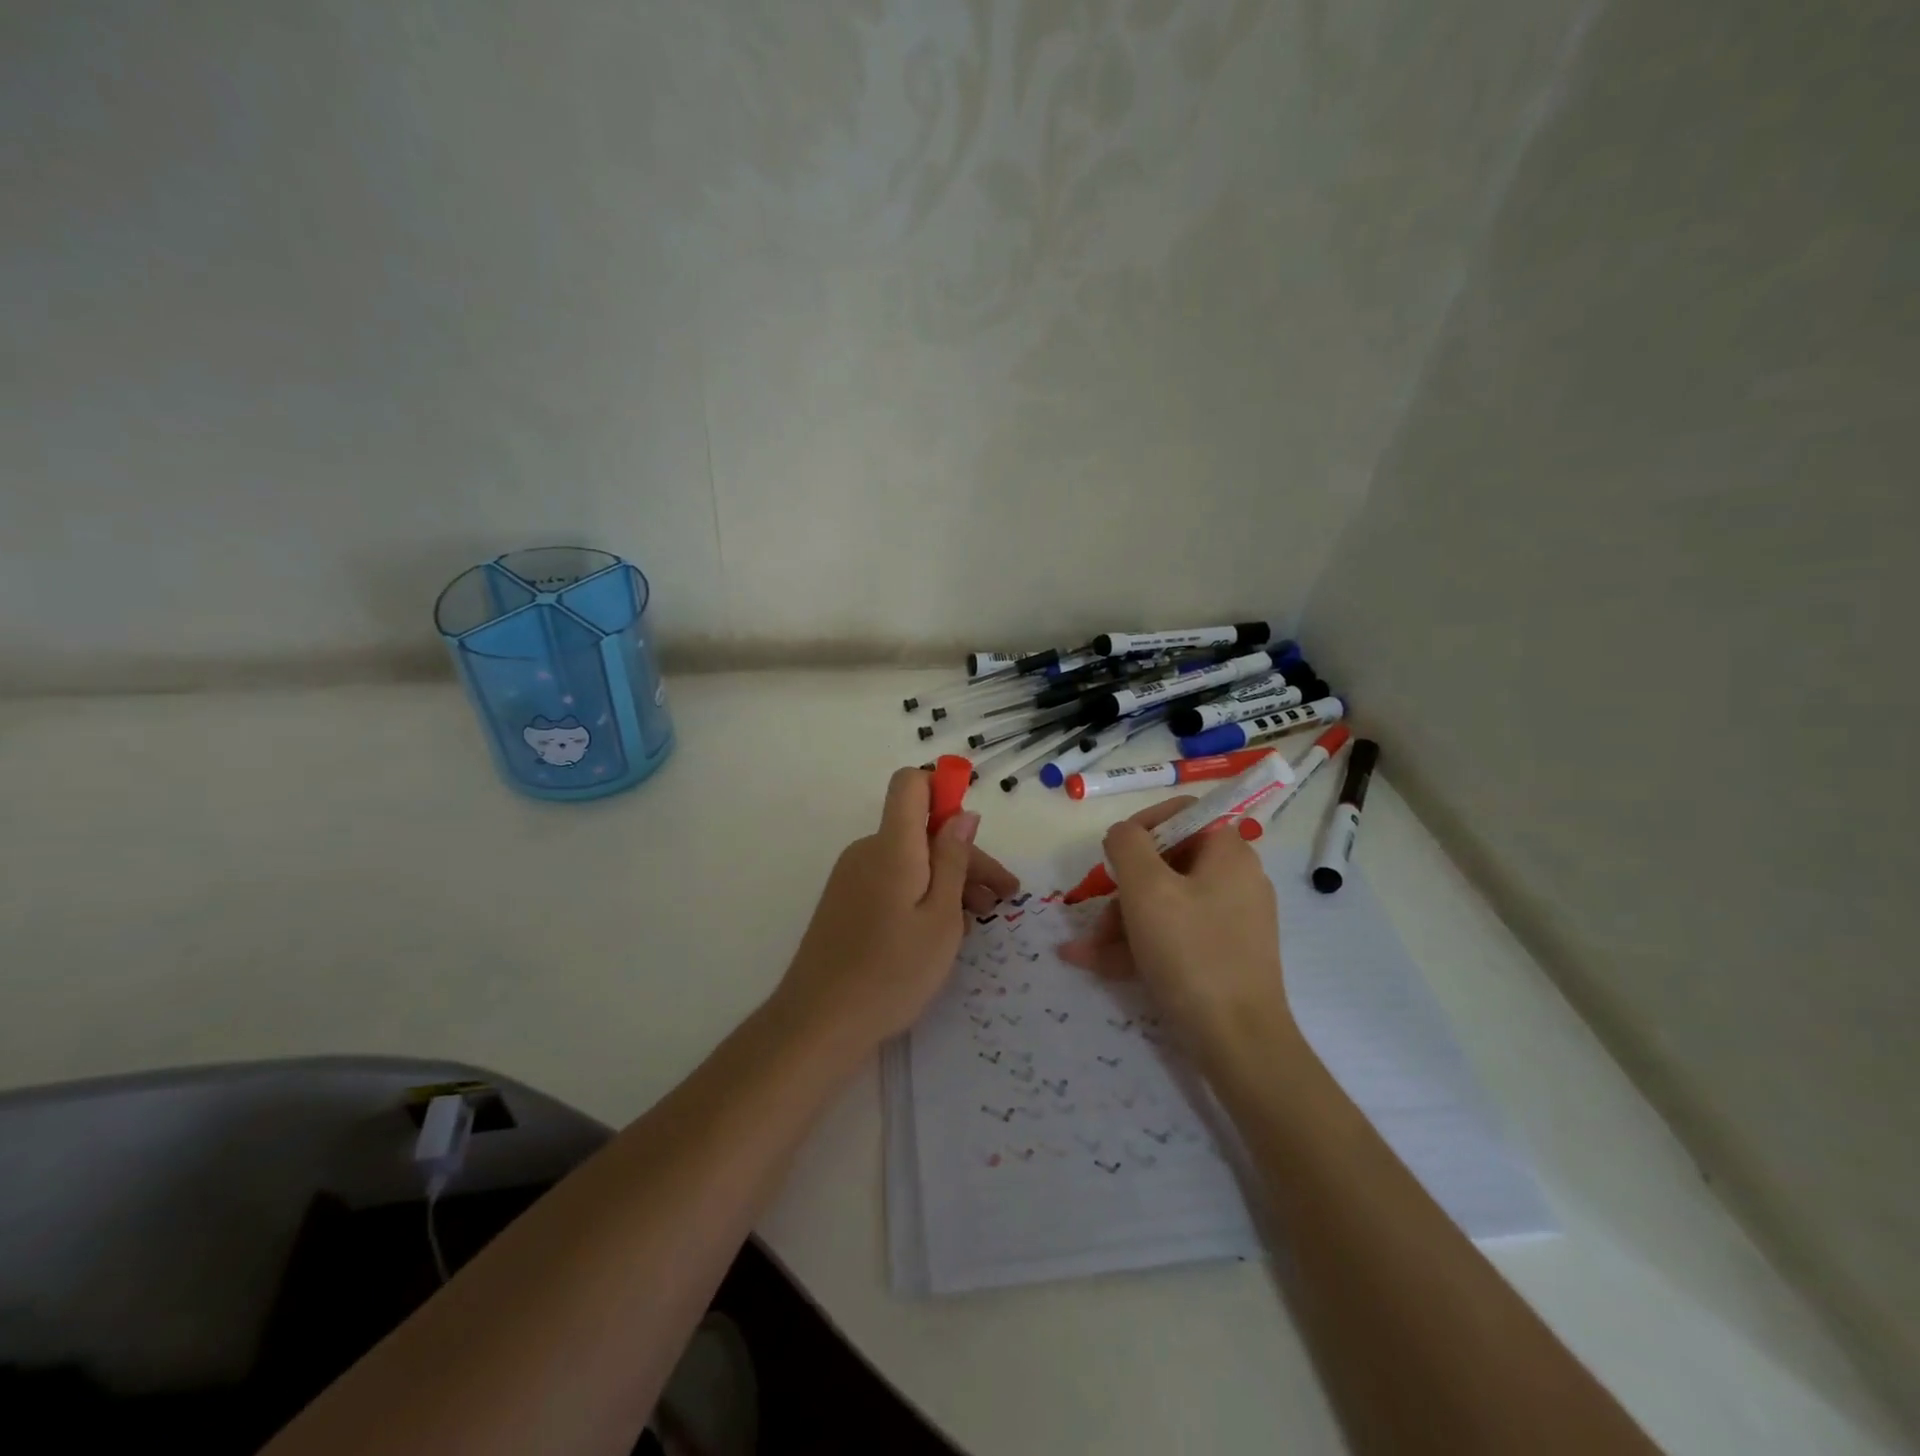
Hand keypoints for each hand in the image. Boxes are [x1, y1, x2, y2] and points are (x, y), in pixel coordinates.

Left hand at [774, 767, 1019, 1051]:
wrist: (819, 1022)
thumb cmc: (892, 972)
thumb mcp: (941, 918)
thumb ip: (953, 860)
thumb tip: (963, 815)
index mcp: (892, 846)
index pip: (911, 784)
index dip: (944, 789)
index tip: (974, 830)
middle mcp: (868, 850)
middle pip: (920, 830)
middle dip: (965, 855)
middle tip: (1003, 897)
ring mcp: (852, 876)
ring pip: (910, 859)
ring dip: (947, 879)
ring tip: (980, 919)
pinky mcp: (846, 901)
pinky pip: (892, 879)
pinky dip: (922, 893)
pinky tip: (944, 929)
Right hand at [1058, 797, 1295, 1059]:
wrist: (1238, 1042)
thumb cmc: (1191, 952)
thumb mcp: (1147, 888)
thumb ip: (1127, 845)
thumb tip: (1122, 834)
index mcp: (1228, 852)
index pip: (1182, 814)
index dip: (1141, 826)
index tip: (1111, 854)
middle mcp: (1234, 880)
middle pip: (1166, 863)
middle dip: (1121, 889)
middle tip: (1094, 914)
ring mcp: (1229, 921)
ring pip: (1163, 904)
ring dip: (1119, 922)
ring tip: (1084, 950)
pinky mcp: (1221, 956)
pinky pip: (1172, 936)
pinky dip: (1136, 945)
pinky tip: (1092, 961)